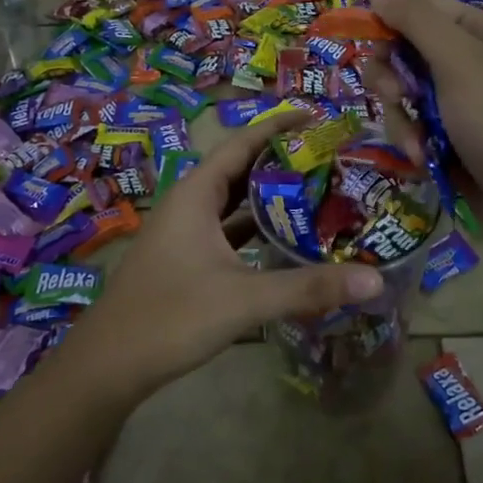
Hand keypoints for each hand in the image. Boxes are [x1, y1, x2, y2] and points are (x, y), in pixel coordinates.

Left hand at [63, 110, 383, 402]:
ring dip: (269, 196)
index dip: (279, 126)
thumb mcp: (245, 299)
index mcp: (196, 194)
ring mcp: (184, 233)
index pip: (242, 143)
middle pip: (240, 168)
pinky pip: (227, 230)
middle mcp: (189, 204)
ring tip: (316, 192)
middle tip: (329, 158)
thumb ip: (309, 287)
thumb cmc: (171, 317)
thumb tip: (375, 280)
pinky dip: (255, 228)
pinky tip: (284, 240)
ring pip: (233, 202)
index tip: (318, 116)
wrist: (108, 366)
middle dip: (281, 160)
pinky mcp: (185, 260)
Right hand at [370, 0, 482, 266]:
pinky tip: (424, 160)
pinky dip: (414, 142)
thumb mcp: (460, 63)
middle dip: (392, 78)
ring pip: (405, 95)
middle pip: (407, 53)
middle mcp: (473, 64)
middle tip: (395, 98)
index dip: (392, 24)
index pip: (424, 11)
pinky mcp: (453, 140)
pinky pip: (416, 127)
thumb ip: (417, 23)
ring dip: (401, 118)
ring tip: (417, 144)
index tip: (369, 45)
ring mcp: (462, 105)